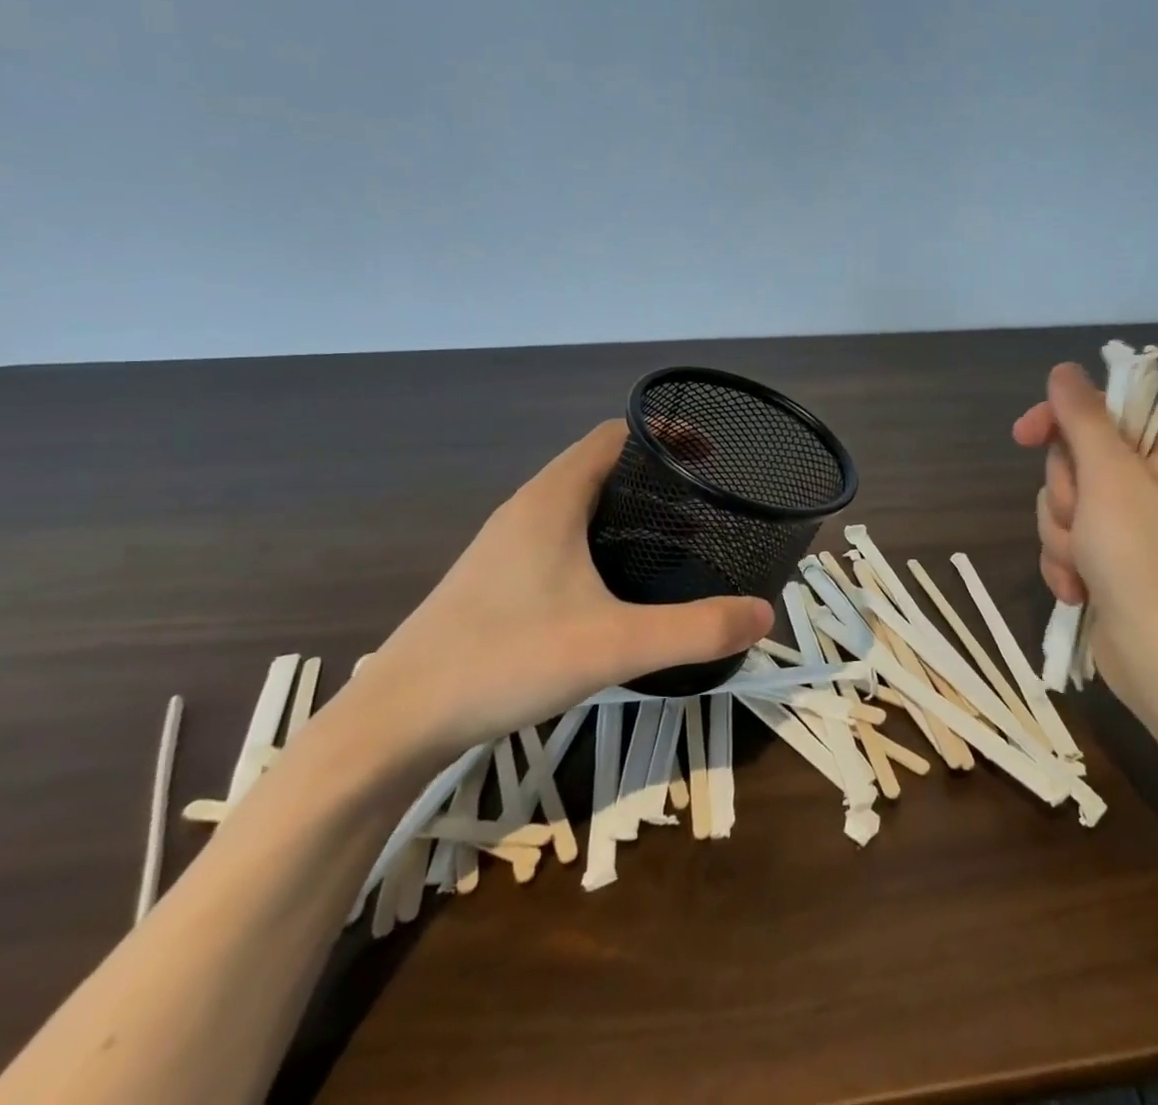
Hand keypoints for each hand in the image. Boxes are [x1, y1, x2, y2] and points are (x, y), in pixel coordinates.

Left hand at [344, 420, 772, 767]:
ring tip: (678, 538)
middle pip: (602, 466)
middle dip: (657, 475)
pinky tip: (622, 584)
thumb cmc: (503, 662)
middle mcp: (527, 511)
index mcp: (552, 501)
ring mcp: (507, 546)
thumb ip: (695, 629)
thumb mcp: (614, 645)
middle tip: (707, 501)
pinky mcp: (497, 580)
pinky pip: (563, 536)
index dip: (664, 433)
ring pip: (580, 504)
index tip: (711, 452)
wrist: (393, 724)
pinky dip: (603, 538)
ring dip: (630, 508)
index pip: (614, 436)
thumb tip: (764, 613)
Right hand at [1012, 363, 1157, 717]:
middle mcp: (1145, 484)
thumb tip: (1064, 369)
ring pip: (1060, 505)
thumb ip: (1082, 416)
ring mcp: (1124, 526)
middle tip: (1084, 521)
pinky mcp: (1106, 560)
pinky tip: (1080, 589)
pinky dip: (1064, 564)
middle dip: (1064, 496)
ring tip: (1084, 565)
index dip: (1057, 421)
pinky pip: (1063, 542)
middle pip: (1071, 462)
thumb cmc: (1139, 556)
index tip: (1024, 435)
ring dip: (1060, 536)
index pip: (1097, 412)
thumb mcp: (1108, 474)